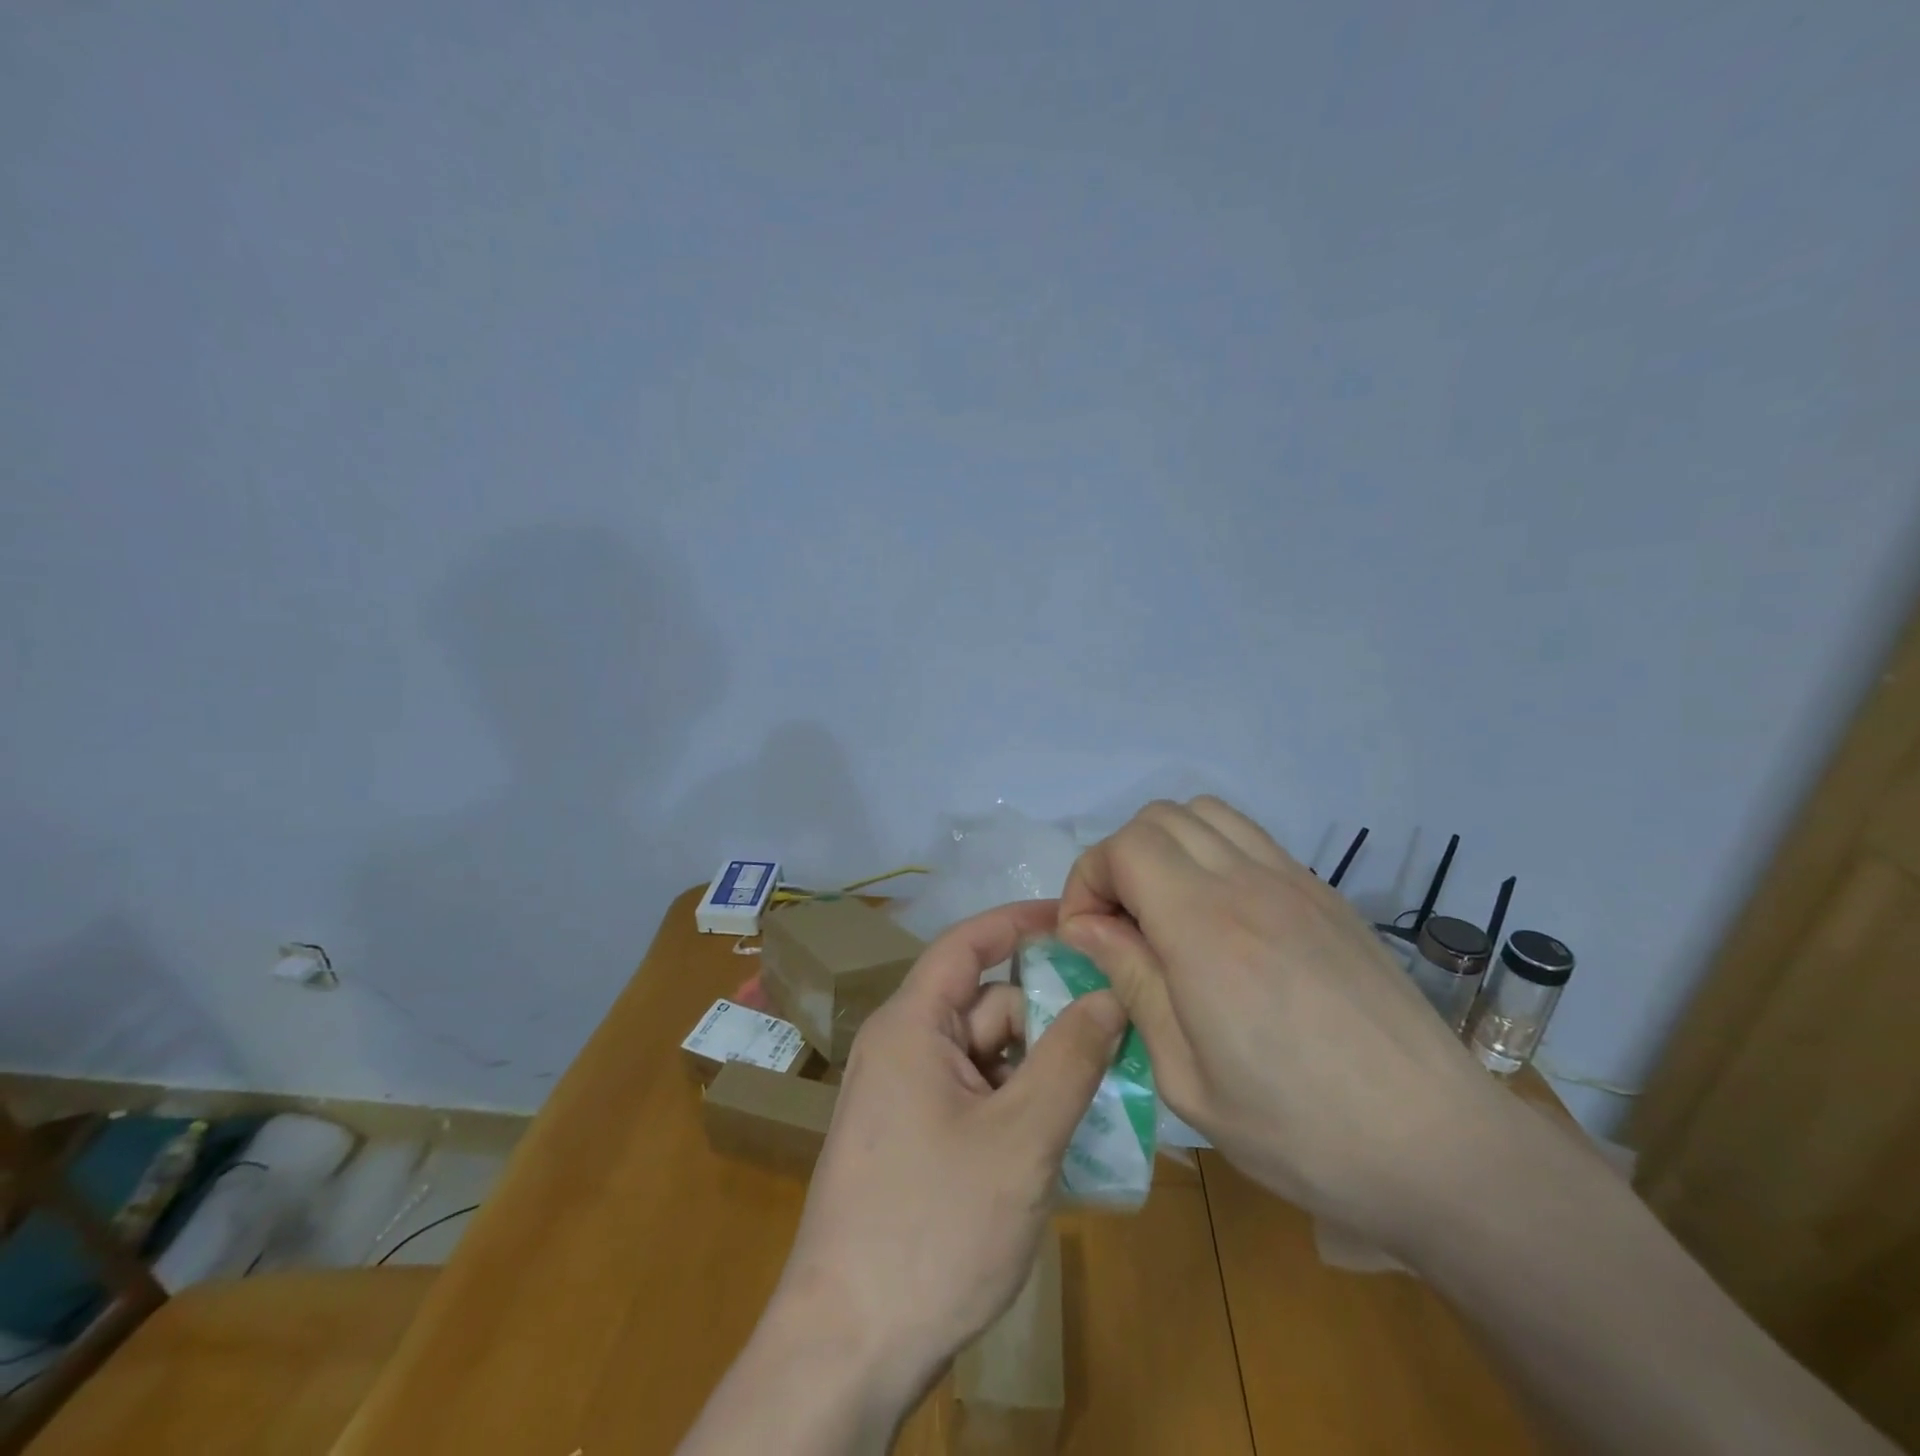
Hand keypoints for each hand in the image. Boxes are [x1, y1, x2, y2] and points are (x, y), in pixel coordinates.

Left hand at [770, 899, 1126, 1412]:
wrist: (847, 1350)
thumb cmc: (934, 1227)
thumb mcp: (1021, 1139)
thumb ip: (1070, 1059)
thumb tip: (1108, 995)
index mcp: (911, 1024)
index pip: (968, 943)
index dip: (1020, 922)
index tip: (1078, 918)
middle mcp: (903, 1047)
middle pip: (987, 1005)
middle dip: (1048, 1017)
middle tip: (1118, 1038)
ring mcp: (906, 1096)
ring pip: (987, 1056)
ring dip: (1039, 1069)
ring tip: (1102, 1096)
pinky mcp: (914, 1139)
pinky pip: (976, 1096)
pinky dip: (1018, 1105)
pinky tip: (1061, 1138)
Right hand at [1057, 797, 1518, 1249]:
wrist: (1439, 1145)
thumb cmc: (1300, 1130)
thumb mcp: (1187, 1077)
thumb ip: (1133, 982)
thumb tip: (1086, 927)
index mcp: (1204, 928)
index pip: (1123, 848)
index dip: (1087, 881)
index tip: (1086, 937)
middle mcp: (1247, 883)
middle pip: (1158, 818)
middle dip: (1119, 860)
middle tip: (1120, 925)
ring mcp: (1294, 881)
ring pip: (1206, 814)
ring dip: (1167, 847)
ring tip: (1166, 911)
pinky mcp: (1325, 894)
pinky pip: (1251, 839)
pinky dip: (1213, 854)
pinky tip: (1223, 919)